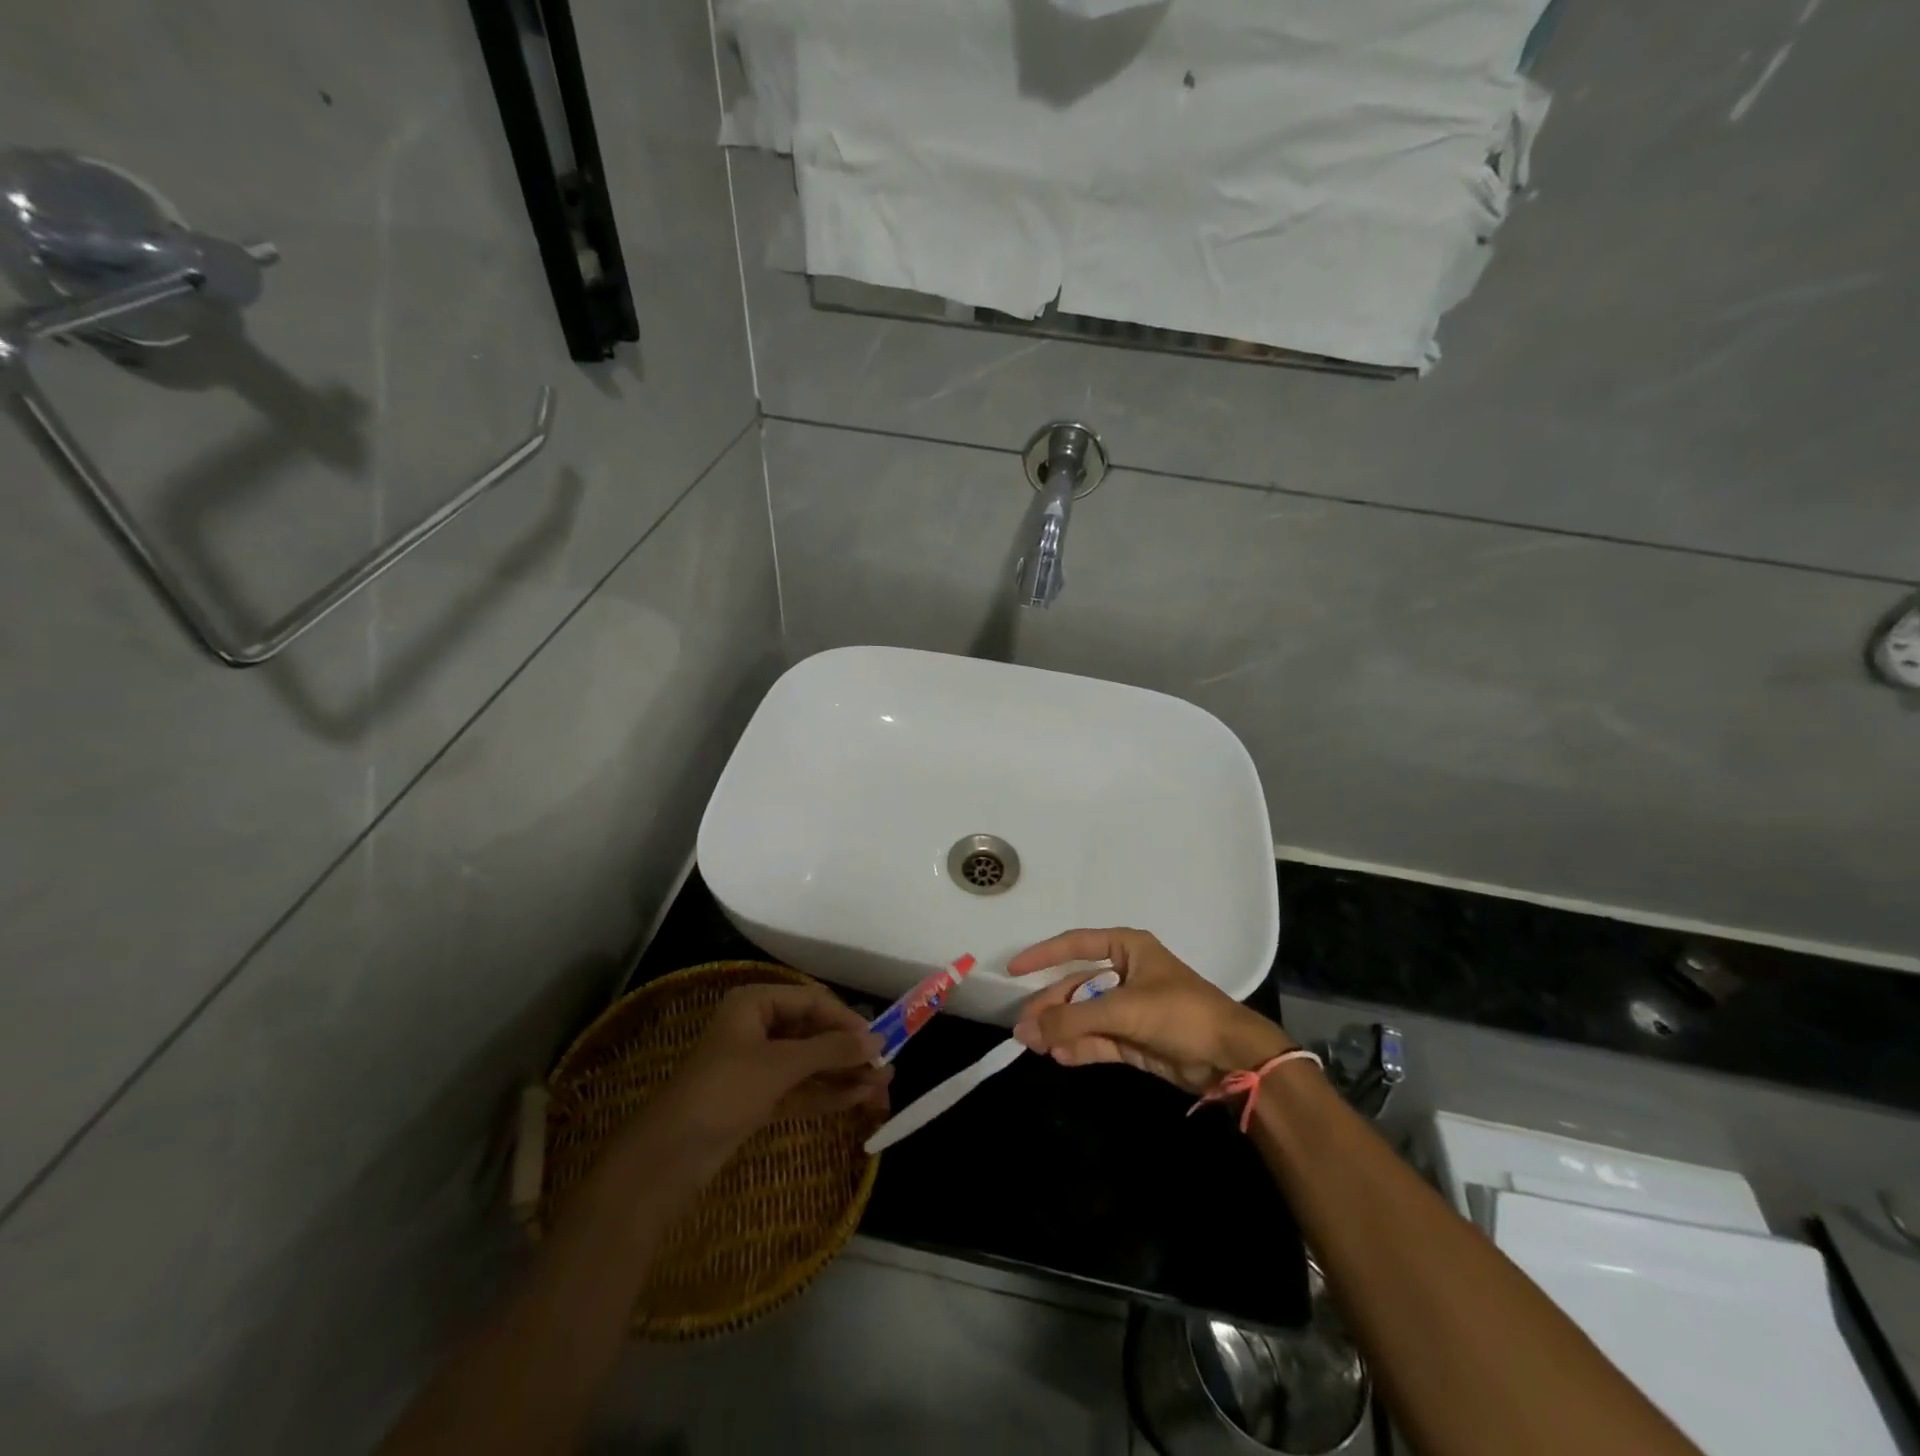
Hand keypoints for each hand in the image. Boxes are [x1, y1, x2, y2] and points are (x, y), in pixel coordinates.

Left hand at [656, 983, 891, 1148]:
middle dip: (849, 1054)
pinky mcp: (757, 1098)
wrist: (669, 1156)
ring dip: (843, 1076)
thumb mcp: (781, 1065)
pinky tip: (856, 1101)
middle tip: (885, 1071)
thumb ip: (831, 1051)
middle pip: (814, 1033)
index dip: (846, 1021)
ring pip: (810, 1064)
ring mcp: (757, 1065)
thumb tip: (877, 1041)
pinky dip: (826, 1093)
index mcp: (755, 1003)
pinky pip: (799, 1088)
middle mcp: (758, 1027)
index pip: (813, 1001)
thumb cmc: (724, 1091)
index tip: (878, 1042)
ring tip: (881, 1091)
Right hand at [1010, 928, 1293, 1093]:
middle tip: (1023, 1028)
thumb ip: (1073, 1019)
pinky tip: (1059, 1056)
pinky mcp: (1132, 1038)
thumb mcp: (1123, 1010)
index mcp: (1127, 948)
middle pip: (1076, 985)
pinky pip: (1096, 1038)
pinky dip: (1078, 1047)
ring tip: (1034, 1046)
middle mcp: (1124, 973)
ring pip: (1083, 1014)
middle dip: (1051, 1006)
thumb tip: (1025, 1030)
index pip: (1075, 944)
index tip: (1013, 969)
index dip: (1043, 955)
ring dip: (1060, 1030)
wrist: (1229, 1057)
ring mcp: (1128, 1007)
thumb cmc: (1179, 1013)